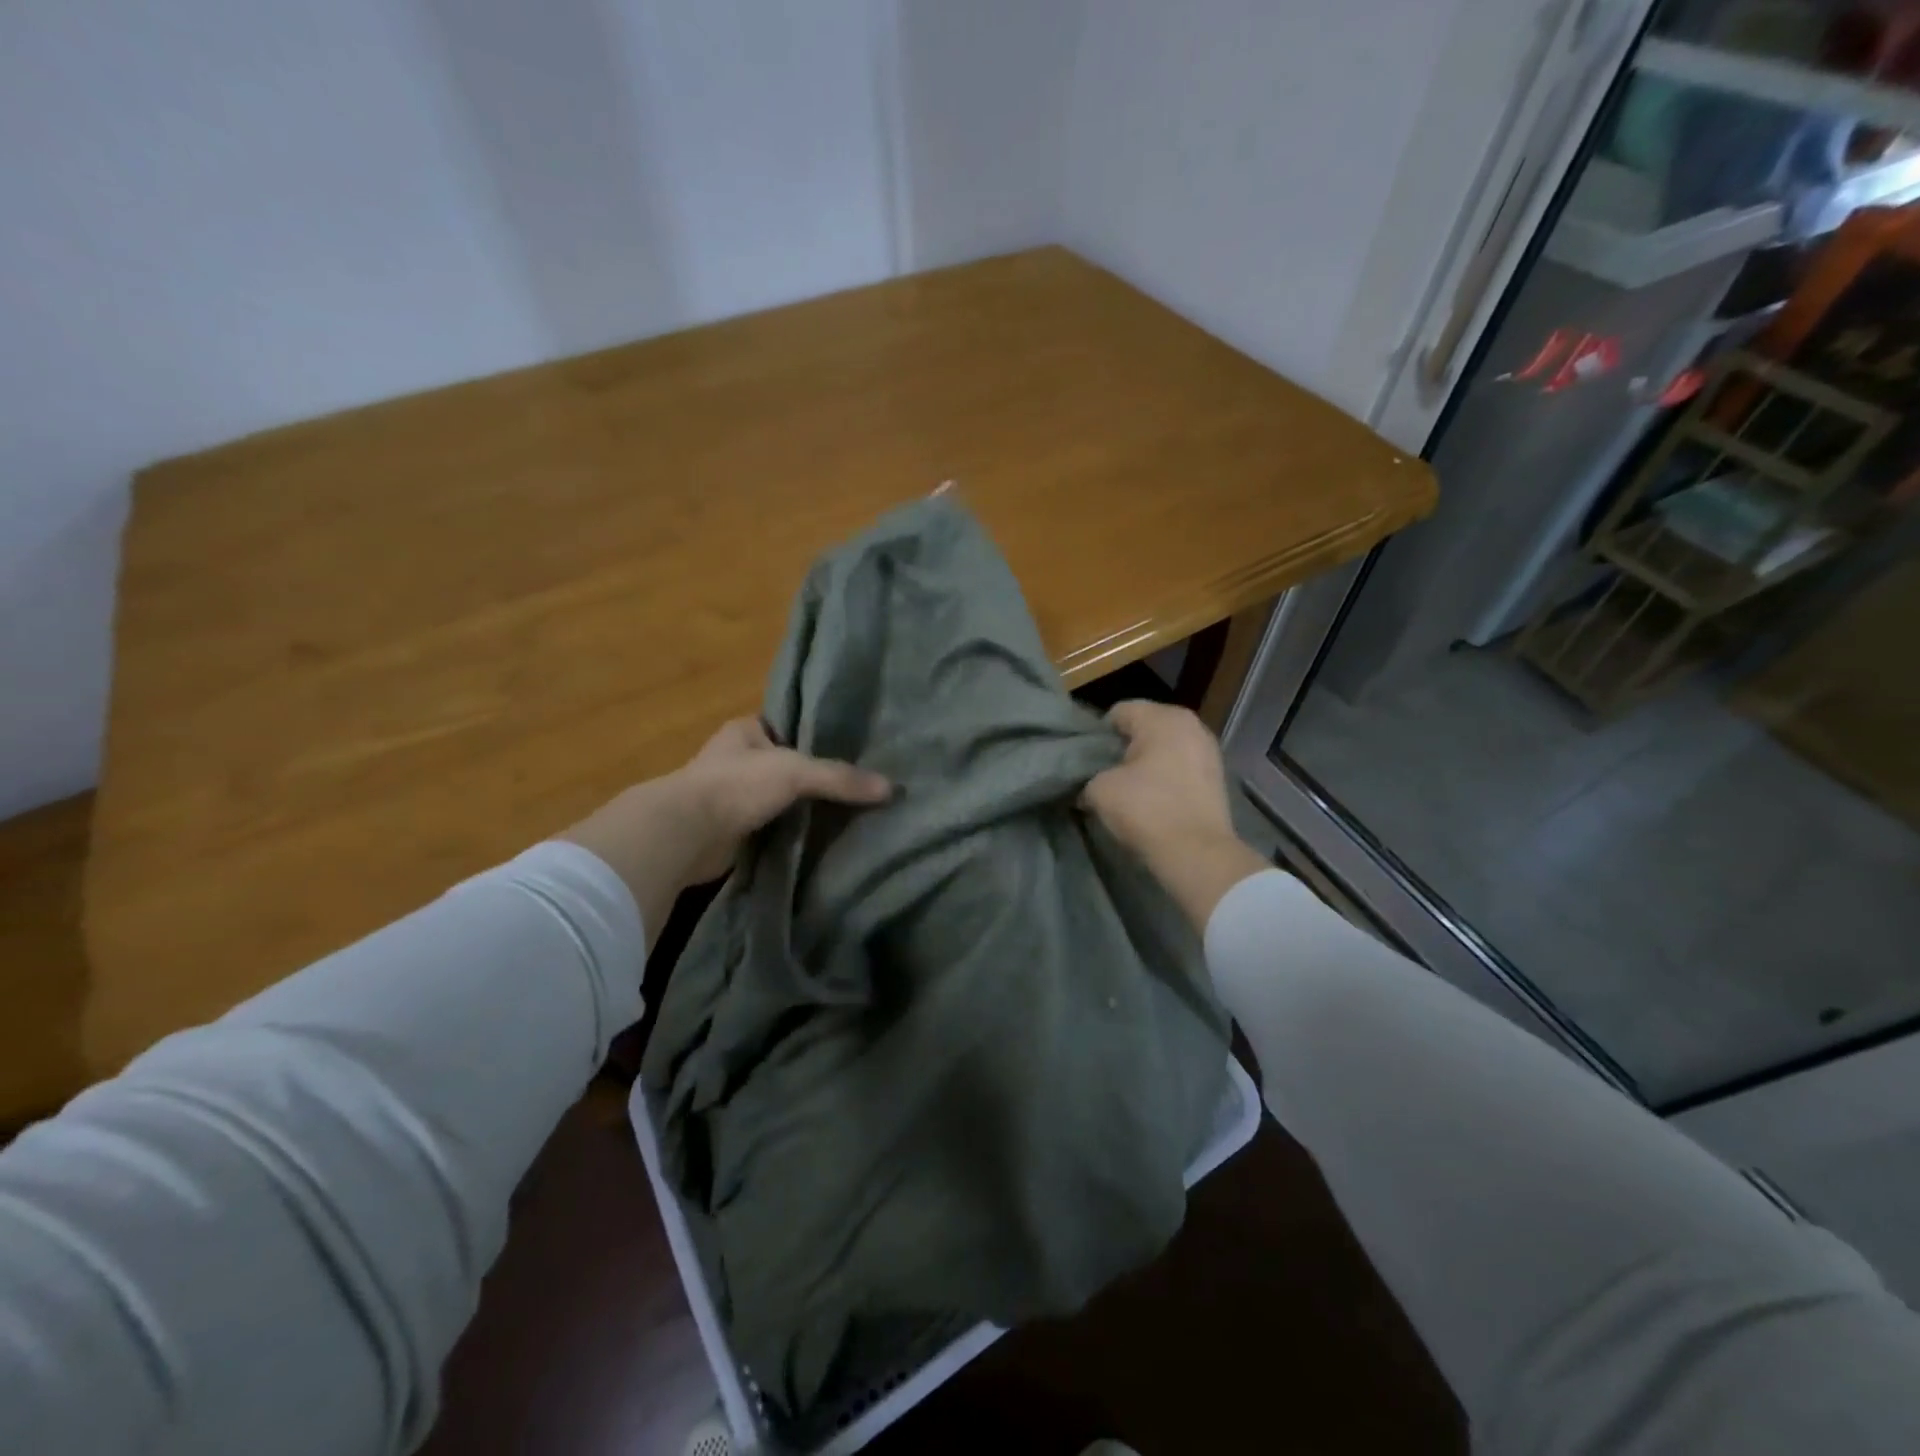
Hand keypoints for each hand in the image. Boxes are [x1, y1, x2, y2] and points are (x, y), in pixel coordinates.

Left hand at [560, 718, 889, 945]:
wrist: (686, 834)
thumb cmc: (737, 785)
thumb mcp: (796, 772)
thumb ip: (840, 778)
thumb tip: (891, 789)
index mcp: (744, 731)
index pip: (786, 727)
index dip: (814, 738)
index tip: (849, 751)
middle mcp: (735, 759)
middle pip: (784, 765)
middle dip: (811, 778)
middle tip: (854, 788)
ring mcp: (730, 796)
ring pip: (776, 798)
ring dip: (799, 808)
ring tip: (844, 815)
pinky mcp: (729, 830)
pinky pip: (768, 827)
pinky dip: (787, 833)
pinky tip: (815, 839)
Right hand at [1083, 701, 1270, 930]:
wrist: (1197, 854)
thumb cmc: (1146, 810)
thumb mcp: (1099, 790)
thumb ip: (1088, 777)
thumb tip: (1086, 786)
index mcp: (1163, 717)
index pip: (1118, 712)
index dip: (1097, 735)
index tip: (1086, 761)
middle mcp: (1191, 725)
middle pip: (1144, 728)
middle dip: (1122, 748)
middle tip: (1103, 775)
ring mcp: (1208, 751)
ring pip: (1163, 749)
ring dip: (1144, 764)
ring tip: (1126, 790)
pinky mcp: (1216, 778)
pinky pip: (1179, 768)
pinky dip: (1164, 778)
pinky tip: (1151, 800)